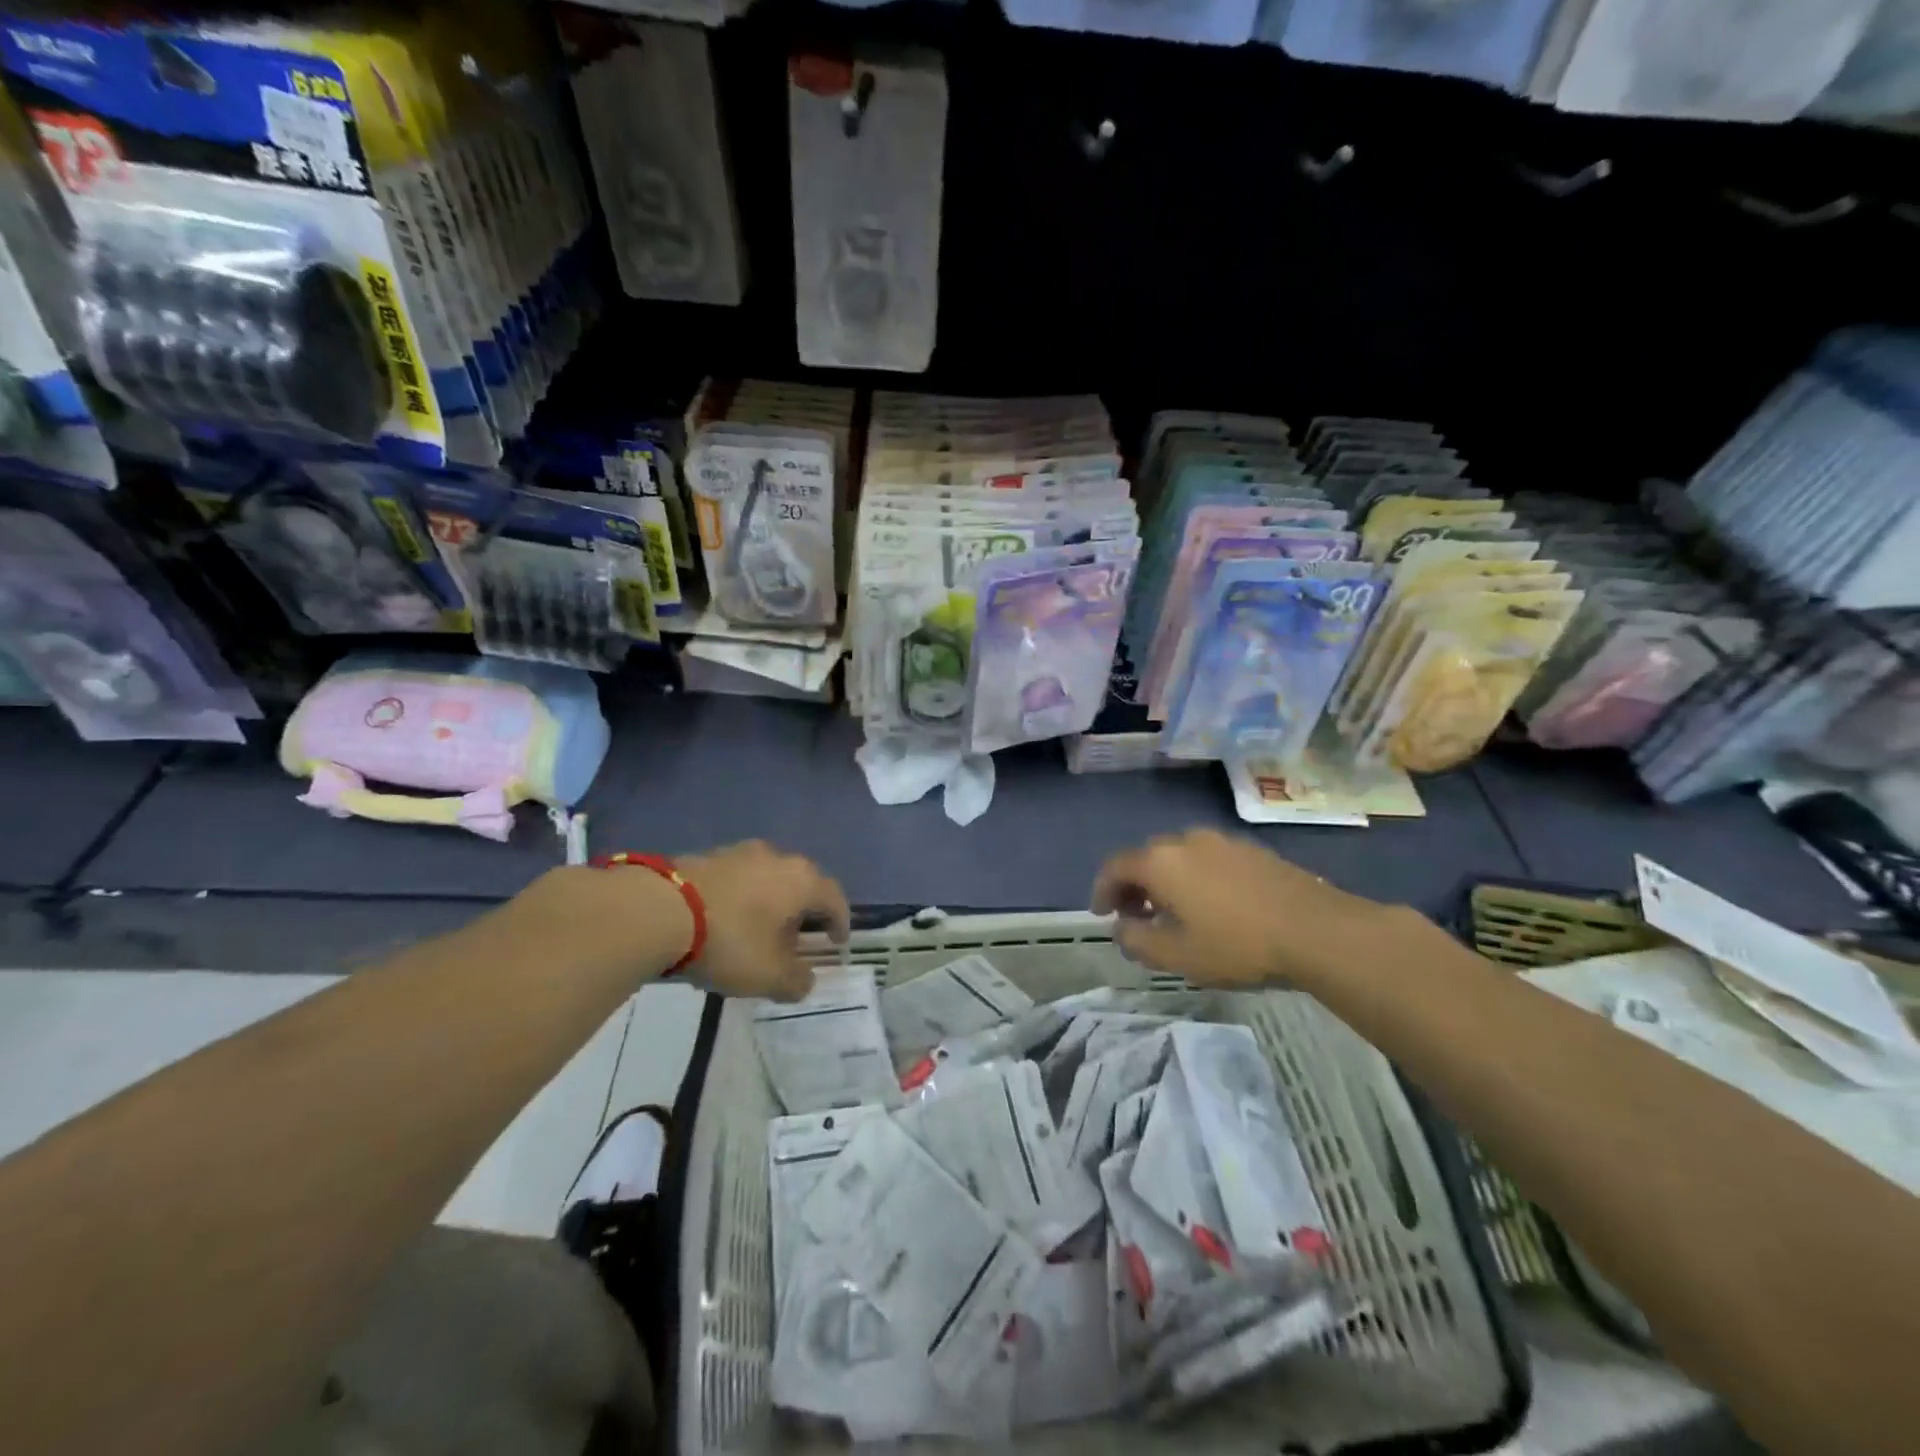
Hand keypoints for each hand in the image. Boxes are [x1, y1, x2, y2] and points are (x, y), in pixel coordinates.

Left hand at [676, 841, 849, 1001]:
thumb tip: (805, 979)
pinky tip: (725, 922)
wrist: (658, 910)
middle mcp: (778, 858)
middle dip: (803, 912)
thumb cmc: (730, 941)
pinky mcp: (706, 856)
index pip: (835, 898)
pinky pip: (737, 879)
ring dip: (769, 903)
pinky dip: (740, 899)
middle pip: (801, 884)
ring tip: (758, 931)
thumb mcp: (769, 976)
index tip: (837, 942)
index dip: (840, 922)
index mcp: (802, 881)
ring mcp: (740, 852)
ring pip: (767, 879)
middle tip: (797, 939)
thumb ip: (797, 981)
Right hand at [1090, 829, 1393, 989]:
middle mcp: (1186, 841)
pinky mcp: (1251, 850)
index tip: (1102, 914)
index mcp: (1161, 862)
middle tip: (1136, 916)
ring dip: (1167, 881)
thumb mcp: (1178, 955)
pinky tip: (1212, 905)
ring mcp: (1222, 841)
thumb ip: (1138, 941)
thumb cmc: (1237, 944)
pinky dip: (1195, 877)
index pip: (1116, 867)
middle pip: (1147, 857)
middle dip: (1134, 886)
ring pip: (1179, 857)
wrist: (1316, 930)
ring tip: (1175, 913)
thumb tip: (1121, 928)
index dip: (1102, 890)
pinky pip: (1208, 859)